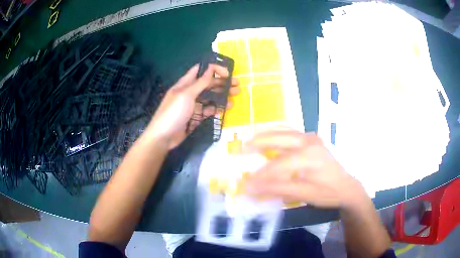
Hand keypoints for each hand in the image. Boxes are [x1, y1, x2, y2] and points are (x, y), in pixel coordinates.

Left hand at [146, 64, 239, 148]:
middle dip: (222, 82)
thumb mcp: (186, 95)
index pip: (200, 70)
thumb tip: (211, 68)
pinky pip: (208, 110)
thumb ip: (200, 82)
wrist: (164, 137)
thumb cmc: (173, 112)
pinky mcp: (195, 117)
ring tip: (236, 95)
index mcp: (185, 84)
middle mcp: (189, 92)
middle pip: (208, 84)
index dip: (214, 69)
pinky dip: (217, 108)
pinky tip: (226, 108)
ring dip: (222, 95)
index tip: (227, 73)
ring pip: (210, 97)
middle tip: (238, 84)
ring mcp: (193, 105)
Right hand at [246, 127, 367, 208]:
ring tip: (250, 141)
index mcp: (308, 156)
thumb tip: (252, 188)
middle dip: (257, 143)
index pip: (278, 165)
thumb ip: (277, 188)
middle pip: (278, 138)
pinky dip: (276, 133)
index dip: (260, 175)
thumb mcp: (303, 194)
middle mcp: (309, 141)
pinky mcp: (312, 139)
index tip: (246, 183)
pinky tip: (268, 138)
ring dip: (266, 134)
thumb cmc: (327, 192)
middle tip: (240, 149)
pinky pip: (290, 132)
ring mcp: (311, 137)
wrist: (346, 186)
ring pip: (284, 130)